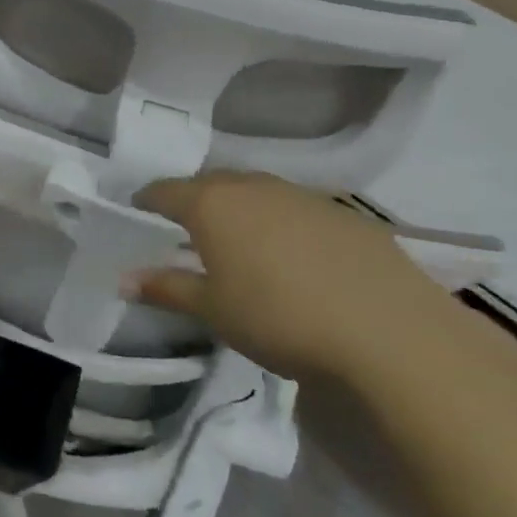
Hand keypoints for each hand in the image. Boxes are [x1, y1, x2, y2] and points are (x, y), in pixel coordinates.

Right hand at [128, 171, 448, 381]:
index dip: (147, 200)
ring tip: (240, 239)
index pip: (165, 191)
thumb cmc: (280, 318)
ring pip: (257, 191)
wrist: (392, 333)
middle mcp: (253, 187)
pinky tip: (295, 256)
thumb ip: (166, 288)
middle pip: (211, 183)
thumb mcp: (213, 311)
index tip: (138, 211)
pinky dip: (283, 222)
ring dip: (241, 207)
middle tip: (186, 227)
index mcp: (212, 205)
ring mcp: (303, 196)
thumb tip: (124, 279)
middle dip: (194, 199)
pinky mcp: (346, 215)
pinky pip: (298, 208)